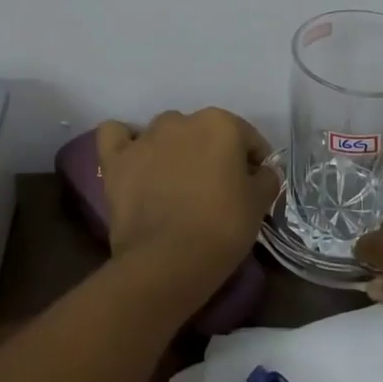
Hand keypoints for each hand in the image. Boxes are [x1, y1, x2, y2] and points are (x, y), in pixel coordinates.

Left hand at [95, 108, 278, 300]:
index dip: (254, 163)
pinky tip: (135, 159)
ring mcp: (145, 138)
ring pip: (164, 133)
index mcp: (221, 124)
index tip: (254, 187)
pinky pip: (116, 136)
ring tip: (176, 183)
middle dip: (211, 154)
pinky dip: (125, 142)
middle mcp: (182, 121)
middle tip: (215, 189)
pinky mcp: (116, 160)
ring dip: (173, 149)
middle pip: (204, 133)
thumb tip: (262, 171)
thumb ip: (266, 178)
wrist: (168, 261)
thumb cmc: (222, 228)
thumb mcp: (259, 204)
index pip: (247, 139)